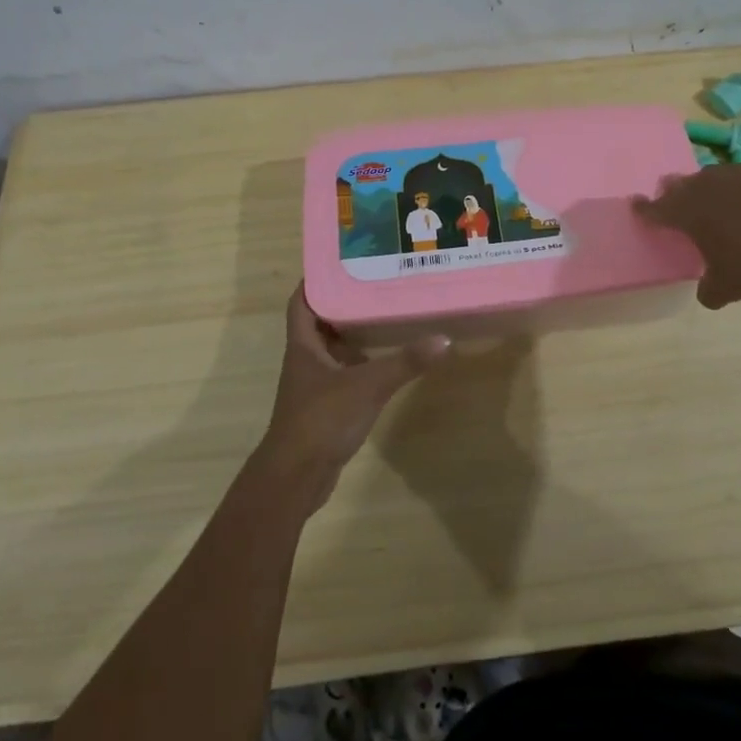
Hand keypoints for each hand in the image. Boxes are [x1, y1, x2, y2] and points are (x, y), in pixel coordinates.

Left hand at [258, 283, 449, 507]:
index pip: (302, 302)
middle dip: (344, 304)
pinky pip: (342, 375)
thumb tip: (444, 339)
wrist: (296, 477)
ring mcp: (313, 386)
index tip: (342, 263)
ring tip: (385, 316)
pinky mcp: (324, 408)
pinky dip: (359, 364)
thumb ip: (405, 363)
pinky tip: (384, 362)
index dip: (316, 281)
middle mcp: (305, 360)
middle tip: (376, 286)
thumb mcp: (367, 385)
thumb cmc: (322, 419)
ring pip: (332, 350)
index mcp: (303, 345)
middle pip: (321, 322)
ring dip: (353, 335)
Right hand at [635, 164, 740, 308]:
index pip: (656, 209)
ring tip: (712, 201)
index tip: (635, 204)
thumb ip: (710, 290)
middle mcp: (707, 187)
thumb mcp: (727, 287)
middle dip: (674, 192)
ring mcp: (739, 176)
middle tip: (672, 198)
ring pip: (712, 178)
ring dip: (708, 188)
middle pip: (682, 185)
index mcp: (687, 212)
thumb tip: (708, 294)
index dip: (644, 209)